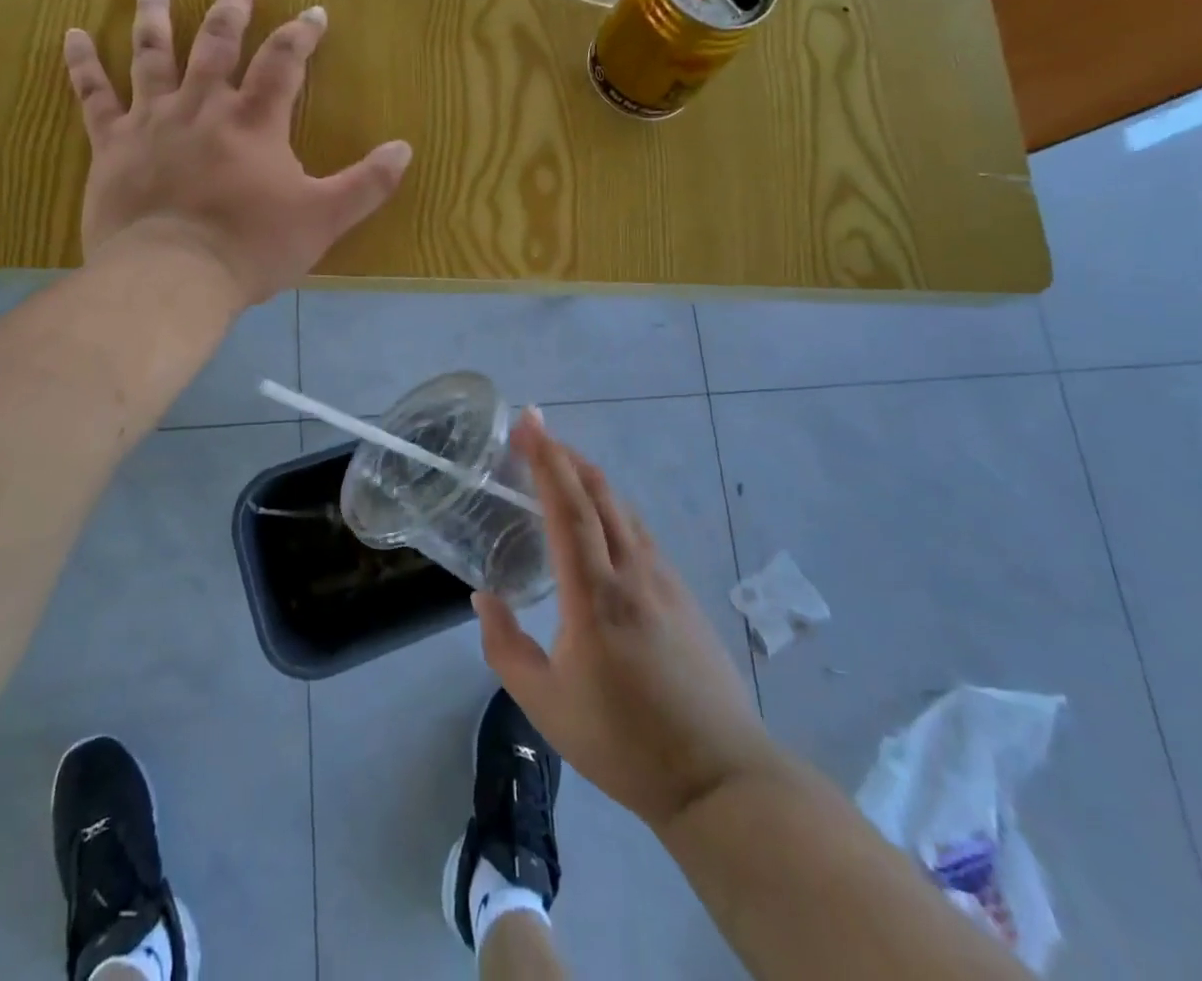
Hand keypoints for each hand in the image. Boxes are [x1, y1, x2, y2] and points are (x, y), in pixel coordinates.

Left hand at [62, 0, 411, 302]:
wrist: (172, 276)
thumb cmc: (251, 247)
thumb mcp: (324, 219)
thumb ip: (367, 184)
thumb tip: (404, 149)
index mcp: (254, 122)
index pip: (283, 62)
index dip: (301, 34)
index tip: (314, 11)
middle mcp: (202, 107)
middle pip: (217, 43)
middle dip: (232, 6)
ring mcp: (152, 121)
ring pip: (152, 54)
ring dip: (157, 15)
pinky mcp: (112, 145)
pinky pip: (94, 97)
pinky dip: (83, 65)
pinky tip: (74, 34)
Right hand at [475, 412, 772, 831]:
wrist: (719, 777)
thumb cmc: (623, 742)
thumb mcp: (545, 704)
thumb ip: (505, 647)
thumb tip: (483, 597)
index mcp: (595, 595)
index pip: (568, 509)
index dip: (546, 461)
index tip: (528, 425)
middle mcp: (633, 573)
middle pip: (600, 494)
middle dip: (566, 454)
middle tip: (537, 430)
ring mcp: (664, 580)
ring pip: (624, 510)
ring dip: (591, 478)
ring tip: (563, 465)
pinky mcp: (683, 594)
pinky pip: (641, 533)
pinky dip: (614, 509)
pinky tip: (604, 521)